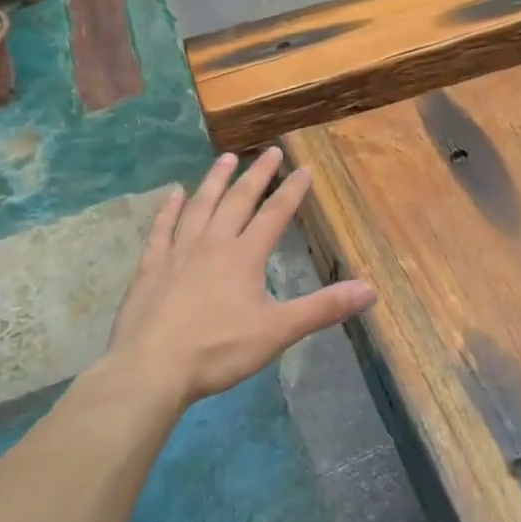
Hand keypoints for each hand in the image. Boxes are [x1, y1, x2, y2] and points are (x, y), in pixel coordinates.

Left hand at [102, 148, 375, 406]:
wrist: (150, 369)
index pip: (275, 214)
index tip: (304, 168)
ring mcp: (178, 252)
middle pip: (238, 200)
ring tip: (226, 158)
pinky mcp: (150, 267)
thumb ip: (323, 308)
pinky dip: (169, 209)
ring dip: (215, 180)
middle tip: (270, 152)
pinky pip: (162, 229)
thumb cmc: (218, 350)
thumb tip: (370, 290)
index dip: (292, 191)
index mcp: (245, 256)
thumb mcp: (278, 331)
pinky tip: (174, 194)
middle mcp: (213, 243)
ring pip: (200, 206)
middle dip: (258, 175)